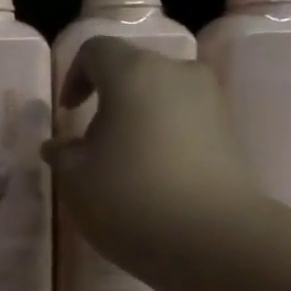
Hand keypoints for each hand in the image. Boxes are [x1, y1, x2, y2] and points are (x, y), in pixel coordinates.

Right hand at [43, 38, 259, 262]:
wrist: (214, 239)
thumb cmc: (131, 199)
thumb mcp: (76, 180)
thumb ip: (62, 154)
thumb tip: (60, 145)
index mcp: (133, 72)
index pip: (95, 51)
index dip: (74, 77)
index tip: (68, 114)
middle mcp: (177, 73)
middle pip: (133, 72)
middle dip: (108, 101)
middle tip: (92, 145)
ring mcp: (211, 101)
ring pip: (162, 98)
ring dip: (138, 121)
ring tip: (125, 167)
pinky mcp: (230, 133)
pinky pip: (186, 123)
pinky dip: (165, 139)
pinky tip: (156, 180)